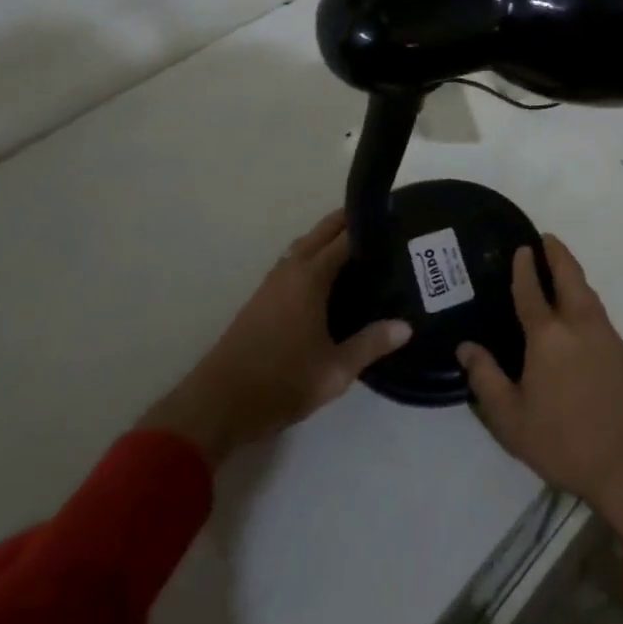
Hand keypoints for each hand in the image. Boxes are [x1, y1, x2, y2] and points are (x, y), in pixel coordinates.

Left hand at [140, 211, 410, 462]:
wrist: (216, 406)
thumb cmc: (280, 383)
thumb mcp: (334, 371)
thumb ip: (370, 345)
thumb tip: (406, 326)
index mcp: (310, 278)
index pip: (345, 238)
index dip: (369, 224)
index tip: (395, 217)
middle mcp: (290, 270)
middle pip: (321, 232)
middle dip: (348, 220)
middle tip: (380, 222)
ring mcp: (271, 283)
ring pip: (304, 245)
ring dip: (327, 236)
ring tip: (357, 244)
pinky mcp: (260, 299)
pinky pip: (293, 261)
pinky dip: (312, 254)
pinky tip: (325, 275)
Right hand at [458, 235, 622, 536]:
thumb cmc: (561, 441)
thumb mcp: (511, 419)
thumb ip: (486, 379)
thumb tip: (466, 347)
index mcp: (548, 336)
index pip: (532, 291)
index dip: (524, 268)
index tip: (521, 247)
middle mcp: (579, 324)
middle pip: (569, 276)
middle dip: (557, 254)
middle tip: (545, 239)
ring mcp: (604, 333)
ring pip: (587, 290)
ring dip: (572, 272)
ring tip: (559, 265)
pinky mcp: (621, 348)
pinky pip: (597, 308)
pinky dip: (584, 294)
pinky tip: (577, 305)